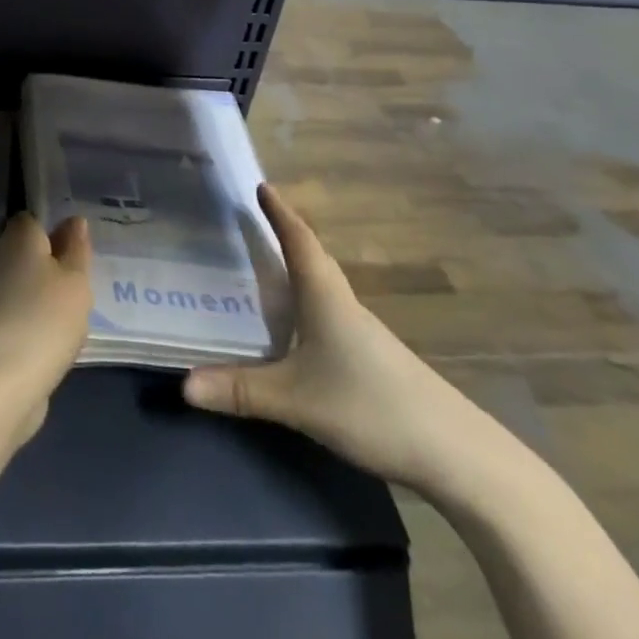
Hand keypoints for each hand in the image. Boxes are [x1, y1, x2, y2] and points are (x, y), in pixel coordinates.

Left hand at [0, 214, 92, 439]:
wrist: (1, 384)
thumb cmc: (45, 317)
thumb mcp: (75, 280)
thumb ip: (76, 249)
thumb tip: (74, 220)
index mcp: (18, 238)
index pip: (32, 219)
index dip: (53, 227)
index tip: (78, 242)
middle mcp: (0, 261)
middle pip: (30, 254)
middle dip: (54, 264)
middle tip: (85, 276)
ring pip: (27, 287)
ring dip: (49, 297)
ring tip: (80, 310)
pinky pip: (24, 316)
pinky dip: (40, 324)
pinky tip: (62, 338)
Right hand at [183, 184, 485, 489]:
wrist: (455, 454)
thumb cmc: (370, 405)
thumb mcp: (296, 400)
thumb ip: (240, 391)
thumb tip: (183, 386)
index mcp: (325, 296)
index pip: (299, 240)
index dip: (280, 213)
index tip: (262, 185)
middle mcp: (344, 304)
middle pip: (312, 258)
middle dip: (285, 236)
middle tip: (254, 221)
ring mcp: (362, 333)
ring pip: (323, 288)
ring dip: (297, 270)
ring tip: (266, 267)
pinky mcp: (372, 359)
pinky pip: (329, 314)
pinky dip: (307, 304)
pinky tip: (296, 327)